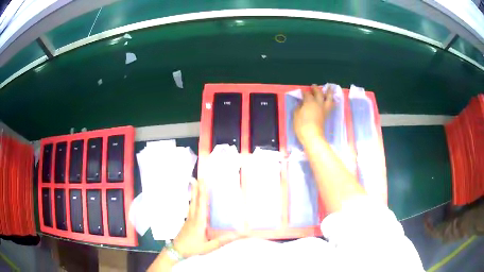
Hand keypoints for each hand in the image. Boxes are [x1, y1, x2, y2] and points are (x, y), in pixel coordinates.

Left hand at [173, 179, 241, 256]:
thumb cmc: (193, 248)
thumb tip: (237, 235)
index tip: (204, 183)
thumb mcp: (209, 246)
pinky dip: (193, 200)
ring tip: (195, 183)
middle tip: (200, 177)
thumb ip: (222, 241)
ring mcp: (189, 218)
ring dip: (194, 192)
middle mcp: (193, 217)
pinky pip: (191, 207)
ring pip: (192, 203)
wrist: (177, 250)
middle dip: (198, 188)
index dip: (203, 193)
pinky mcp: (187, 221)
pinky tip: (193, 199)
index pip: (202, 205)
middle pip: (195, 200)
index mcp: (199, 222)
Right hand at [293, 84, 334, 144]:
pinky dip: (330, 100)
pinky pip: (330, 105)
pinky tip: (330, 99)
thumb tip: (301, 103)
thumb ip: (298, 107)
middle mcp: (318, 103)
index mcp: (309, 101)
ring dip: (329, 92)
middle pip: (318, 93)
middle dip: (316, 89)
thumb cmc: (302, 125)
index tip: (302, 92)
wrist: (312, 136)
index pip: (307, 94)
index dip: (304, 92)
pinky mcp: (326, 115)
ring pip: (328, 98)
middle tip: (314, 86)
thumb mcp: (296, 115)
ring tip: (330, 88)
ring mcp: (323, 109)